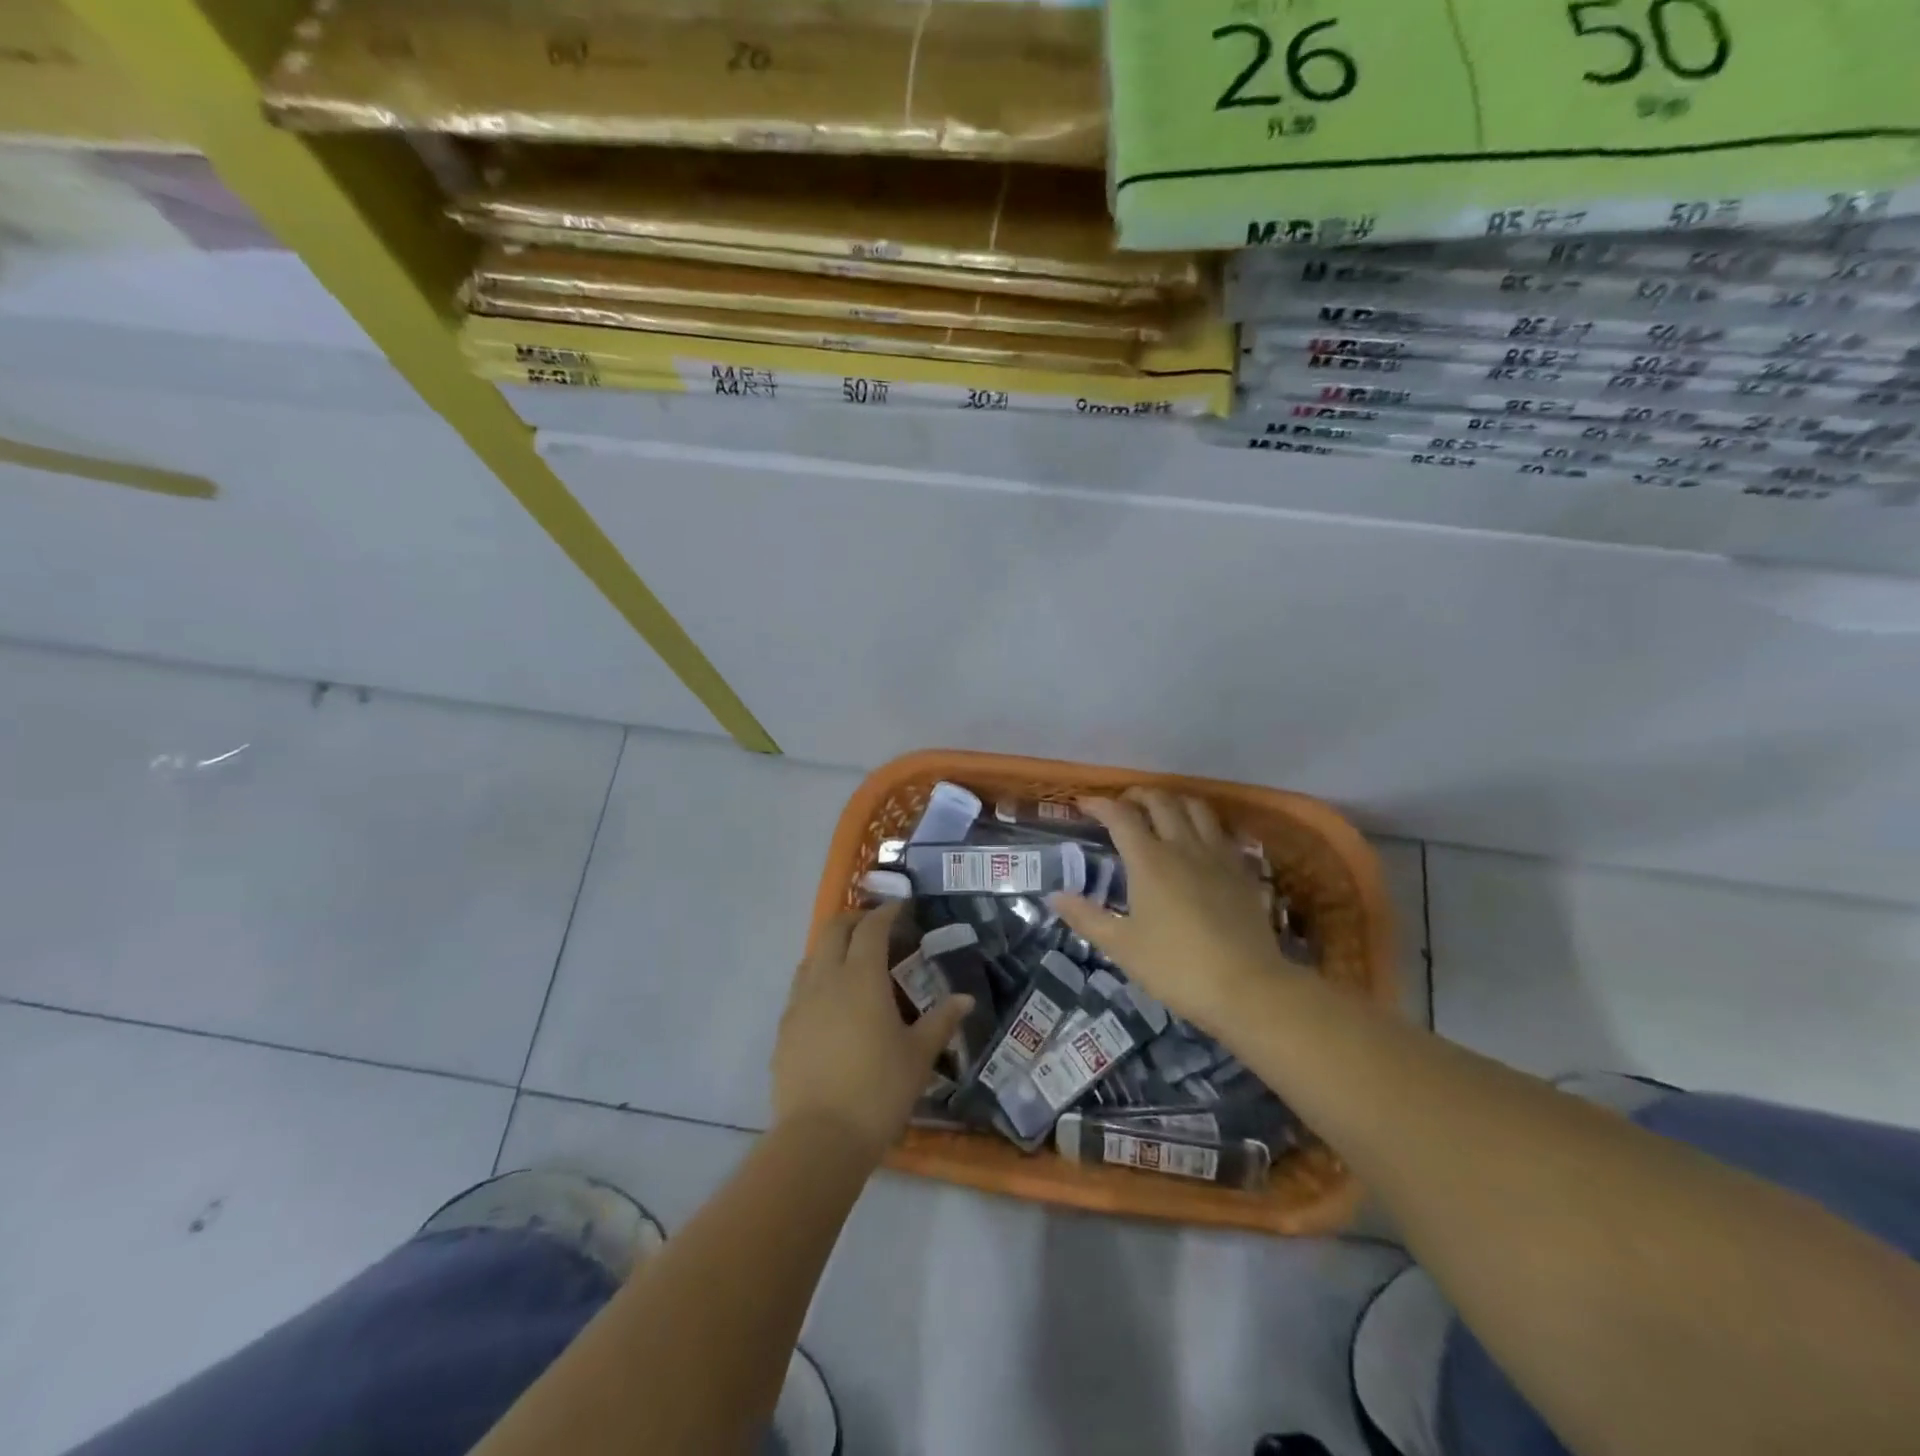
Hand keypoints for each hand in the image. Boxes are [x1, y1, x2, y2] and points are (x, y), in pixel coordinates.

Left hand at [770, 901, 973, 1162]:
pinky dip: (817, 978)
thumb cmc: (878, 1091)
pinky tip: (831, 1003)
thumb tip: (965, 1000)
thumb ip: (941, 1021)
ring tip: (853, 961)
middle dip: (854, 920)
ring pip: (812, 957)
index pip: (872, 928)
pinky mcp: (784, 1029)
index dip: (887, 912)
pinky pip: (800, 988)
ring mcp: (799, 1004)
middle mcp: (826, 980)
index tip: (901, 907)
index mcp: (861, 978)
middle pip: (833, 931)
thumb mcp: (918, 1056)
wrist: (819, 1139)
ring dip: (832, 947)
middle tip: (876, 926)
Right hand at [1052, 788, 1298, 1033]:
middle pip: (1161, 801)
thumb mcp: (1122, 947)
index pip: (1120, 816)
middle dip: (1137, 795)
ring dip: (1174, 801)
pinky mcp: (1243, 870)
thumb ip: (1086, 918)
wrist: (1247, 987)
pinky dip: (1205, 823)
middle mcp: (1183, 846)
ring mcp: (1218, 855)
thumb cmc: (1176, 967)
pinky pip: (1222, 831)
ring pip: (1196, 808)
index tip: (1083, 803)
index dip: (1099, 804)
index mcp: (1149, 860)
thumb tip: (1055, 897)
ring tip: (1161, 811)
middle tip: (1122, 805)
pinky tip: (1200, 838)